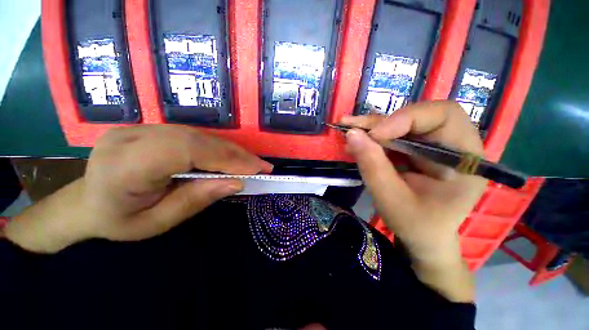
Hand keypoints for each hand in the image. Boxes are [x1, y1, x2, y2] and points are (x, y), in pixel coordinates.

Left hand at [4, 125, 271, 252]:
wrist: (86, 204)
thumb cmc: (118, 221)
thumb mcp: (157, 223)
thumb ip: (196, 200)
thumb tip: (236, 183)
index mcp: (125, 165)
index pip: (187, 151)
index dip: (227, 158)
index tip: (256, 170)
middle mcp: (132, 137)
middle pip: (198, 139)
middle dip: (236, 153)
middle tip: (262, 166)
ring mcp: (140, 127)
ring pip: (199, 134)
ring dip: (230, 150)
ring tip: (251, 163)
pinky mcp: (151, 128)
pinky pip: (194, 135)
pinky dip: (218, 147)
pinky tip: (231, 157)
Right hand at [342, 101, 486, 301]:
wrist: (423, 238)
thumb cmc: (415, 225)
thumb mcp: (391, 199)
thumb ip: (372, 166)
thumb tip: (351, 134)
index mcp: (465, 159)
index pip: (443, 116)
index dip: (405, 118)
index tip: (373, 135)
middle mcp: (453, 145)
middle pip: (419, 116)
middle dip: (382, 122)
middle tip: (350, 126)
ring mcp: (434, 146)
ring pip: (402, 124)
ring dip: (372, 128)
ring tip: (347, 132)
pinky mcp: (417, 150)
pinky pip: (394, 136)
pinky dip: (372, 138)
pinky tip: (356, 143)